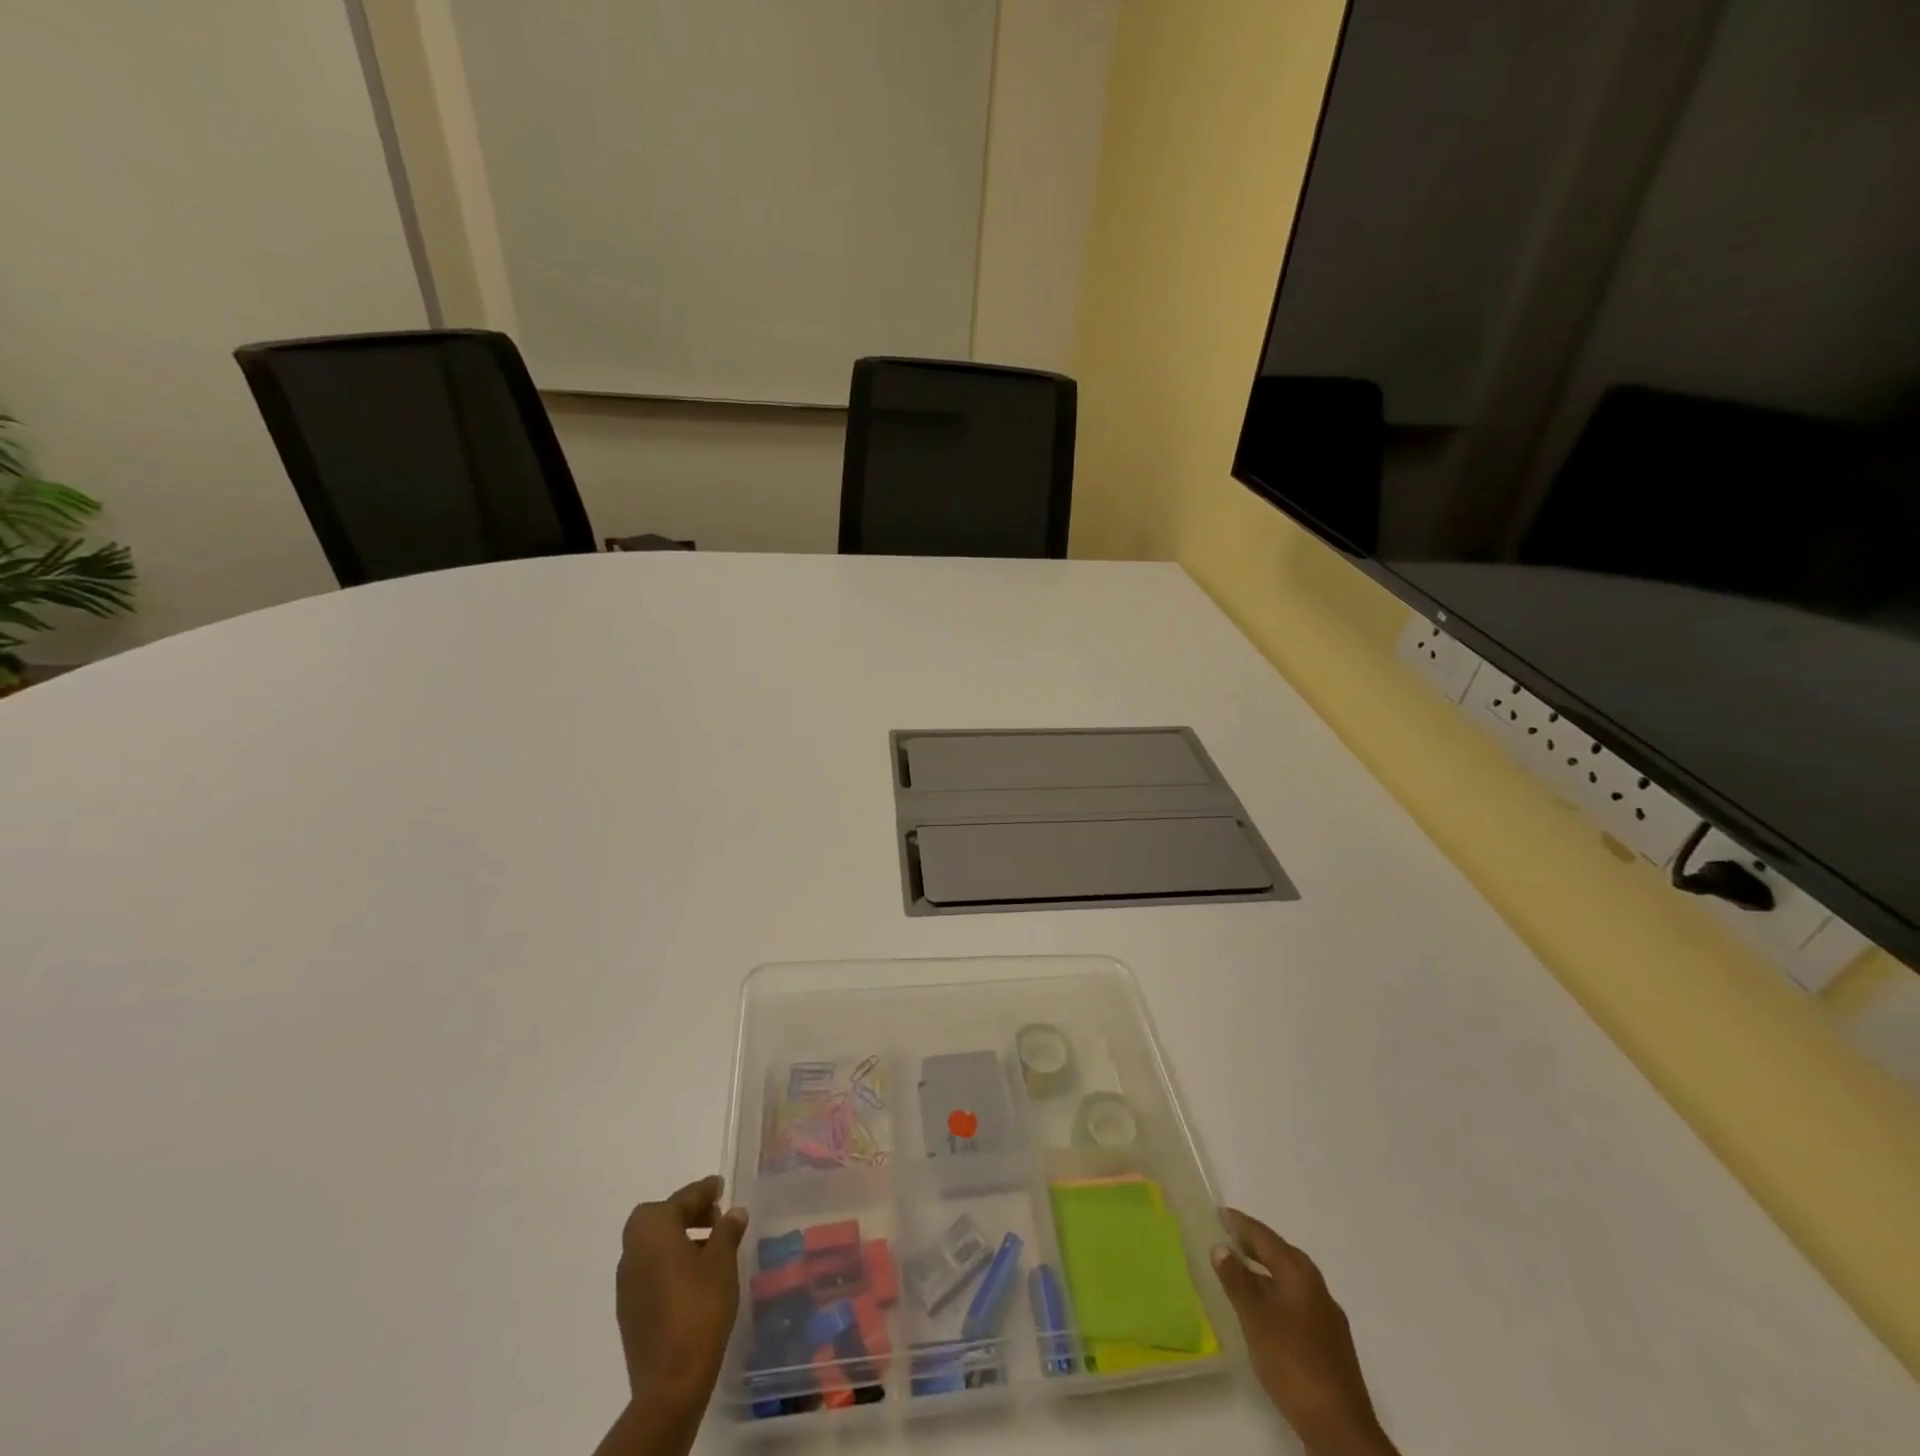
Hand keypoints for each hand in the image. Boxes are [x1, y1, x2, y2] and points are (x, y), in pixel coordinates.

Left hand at [616, 1175, 749, 1410]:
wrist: (670, 1381)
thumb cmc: (700, 1307)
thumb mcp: (722, 1262)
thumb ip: (727, 1231)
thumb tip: (733, 1213)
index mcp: (653, 1230)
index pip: (681, 1199)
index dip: (704, 1191)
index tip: (720, 1186)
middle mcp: (632, 1251)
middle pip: (659, 1219)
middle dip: (686, 1213)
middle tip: (715, 1217)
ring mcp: (627, 1284)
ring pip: (653, 1246)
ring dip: (678, 1238)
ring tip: (710, 1247)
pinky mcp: (629, 1311)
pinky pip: (650, 1271)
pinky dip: (670, 1263)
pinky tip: (694, 1277)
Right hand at [1211, 1208, 1397, 1455]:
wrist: (1340, 1427)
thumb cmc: (1292, 1361)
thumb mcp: (1255, 1317)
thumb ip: (1237, 1280)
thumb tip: (1221, 1247)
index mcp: (1299, 1272)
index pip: (1264, 1236)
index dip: (1240, 1224)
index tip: (1219, 1213)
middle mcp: (1316, 1286)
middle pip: (1280, 1254)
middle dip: (1254, 1244)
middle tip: (1227, 1237)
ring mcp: (1327, 1315)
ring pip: (1289, 1280)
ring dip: (1265, 1271)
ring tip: (1240, 1272)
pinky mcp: (1330, 1342)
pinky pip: (1296, 1302)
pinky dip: (1276, 1294)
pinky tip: (1265, 1311)